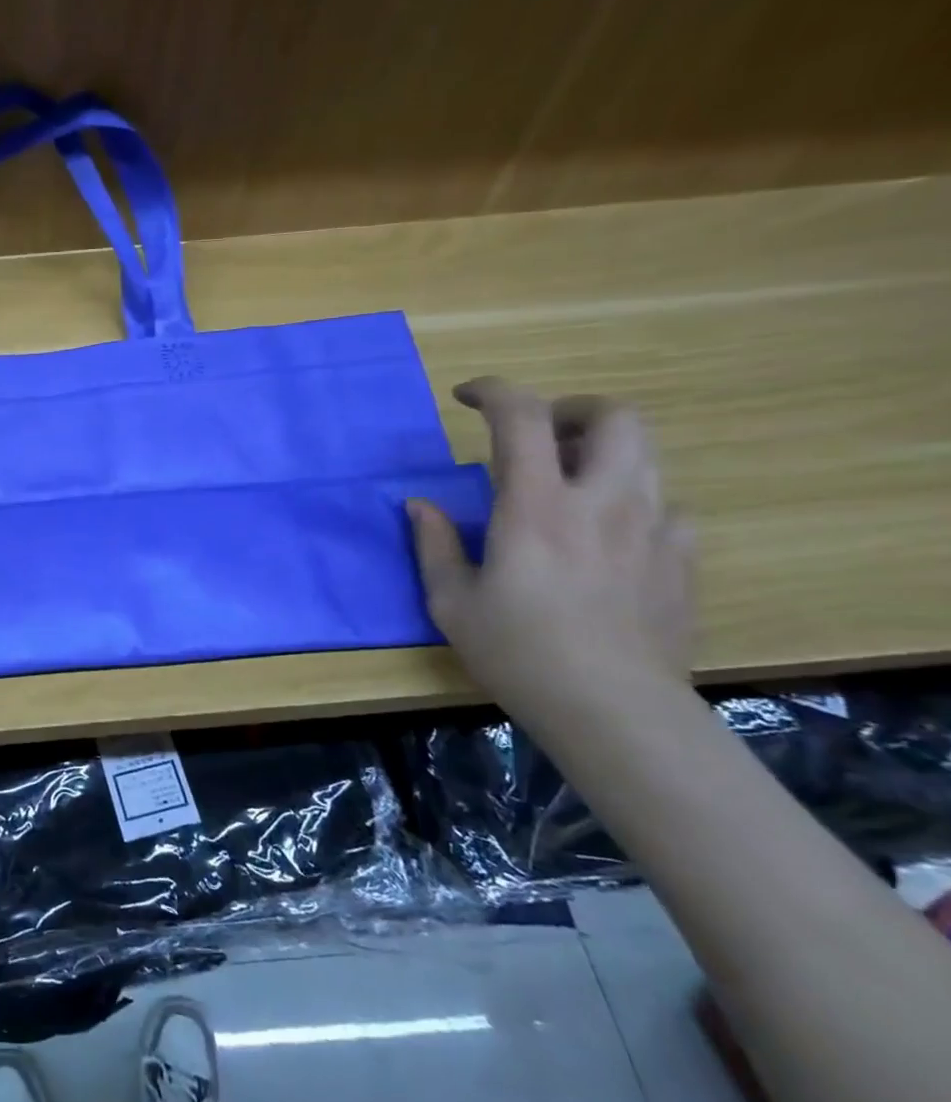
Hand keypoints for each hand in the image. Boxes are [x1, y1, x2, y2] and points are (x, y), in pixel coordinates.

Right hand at [407, 377, 694, 731]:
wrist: (615, 710)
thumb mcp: (451, 602)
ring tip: (566, 484)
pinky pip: (663, 503)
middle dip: (570, 409)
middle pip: (613, 415)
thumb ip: (434, 545)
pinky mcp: (682, 557)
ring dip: (600, 451)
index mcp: (536, 507)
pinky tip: (606, 537)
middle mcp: (602, 500)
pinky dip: (630, 500)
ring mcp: (654, 526)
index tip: (466, 397)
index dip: (493, 391)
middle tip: (536, 437)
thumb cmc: (519, 653)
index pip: (522, 416)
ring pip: (645, 453)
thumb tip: (420, 505)